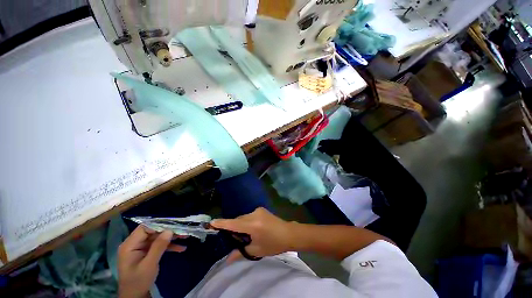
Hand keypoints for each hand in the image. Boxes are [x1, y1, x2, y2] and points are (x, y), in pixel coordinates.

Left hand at [118, 226, 186, 297]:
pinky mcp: (146, 253)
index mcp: (130, 245)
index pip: (145, 228)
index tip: (174, 224)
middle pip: (153, 231)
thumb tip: (169, 230)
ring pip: (157, 238)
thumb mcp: (149, 265)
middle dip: (168, 231)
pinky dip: (169, 246)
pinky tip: (180, 248)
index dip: (159, 224)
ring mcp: (140, 248)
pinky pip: (158, 245)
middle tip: (183, 230)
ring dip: (171, 238)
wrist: (135, 297)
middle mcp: (134, 244)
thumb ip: (158, 247)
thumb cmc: (139, 281)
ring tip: (185, 237)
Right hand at [210, 207, 294, 262]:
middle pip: (238, 219)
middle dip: (233, 227)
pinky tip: (252, 229)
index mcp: (252, 225)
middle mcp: (254, 214)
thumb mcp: (257, 250)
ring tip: (246, 235)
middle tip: (234, 239)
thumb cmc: (273, 244)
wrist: (289, 233)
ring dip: (240, 224)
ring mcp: (258, 210)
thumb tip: (227, 260)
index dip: (222, 223)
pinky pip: (249, 215)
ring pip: (243, 217)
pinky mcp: (261, 209)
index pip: (233, 223)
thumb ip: (240, 253)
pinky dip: (246, 221)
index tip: (211, 222)